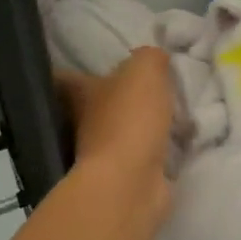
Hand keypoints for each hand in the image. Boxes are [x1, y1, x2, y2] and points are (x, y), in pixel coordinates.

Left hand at [55, 47, 175, 222]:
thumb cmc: (129, 119)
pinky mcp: (126, 178)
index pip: (65, 78)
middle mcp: (83, 124)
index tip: (89, 64)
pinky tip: (175, 143)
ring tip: (169, 114)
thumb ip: (150, 57)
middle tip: (147, 88)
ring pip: (120, 132)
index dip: (74, 70)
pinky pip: (142, 156)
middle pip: (94, 106)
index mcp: (80, 94)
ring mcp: (103, 155)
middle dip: (116, 98)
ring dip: (139, 126)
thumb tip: (155, 57)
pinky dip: (155, 151)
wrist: (131, 182)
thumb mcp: (145, 71)